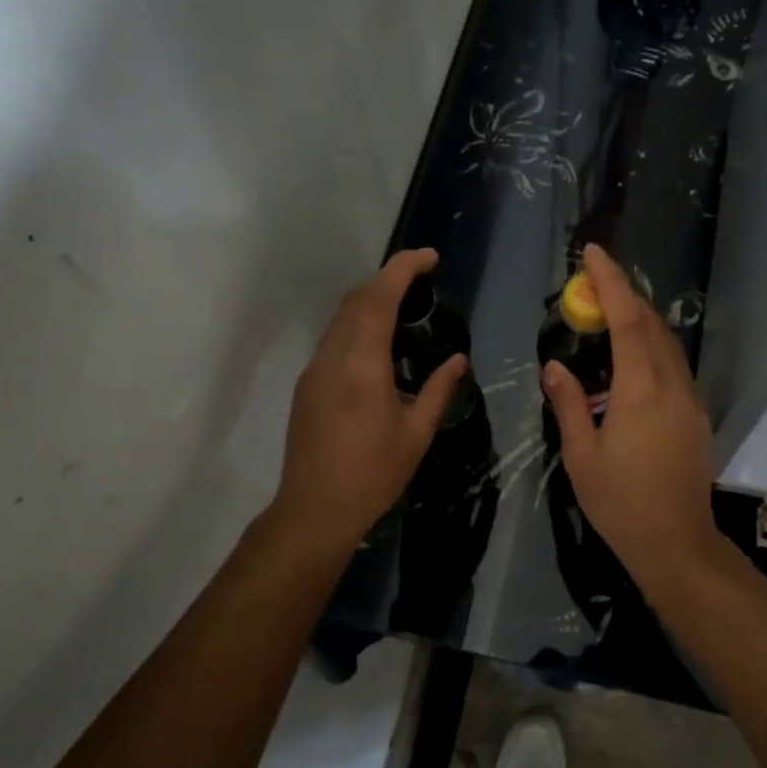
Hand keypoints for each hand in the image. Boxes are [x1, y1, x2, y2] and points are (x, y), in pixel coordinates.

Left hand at [273, 249, 466, 553]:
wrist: (314, 510)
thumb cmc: (372, 474)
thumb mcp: (417, 433)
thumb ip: (439, 390)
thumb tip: (458, 360)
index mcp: (362, 365)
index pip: (379, 298)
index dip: (403, 268)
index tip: (430, 257)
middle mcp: (333, 357)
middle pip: (357, 299)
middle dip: (389, 277)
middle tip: (423, 276)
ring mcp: (315, 369)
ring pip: (342, 316)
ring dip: (372, 298)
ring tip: (406, 302)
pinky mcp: (308, 384)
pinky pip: (335, 337)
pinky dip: (359, 322)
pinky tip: (380, 340)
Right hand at [542, 244, 720, 580]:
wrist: (678, 544)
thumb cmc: (621, 504)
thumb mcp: (582, 457)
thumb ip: (569, 405)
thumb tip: (554, 367)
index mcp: (641, 391)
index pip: (628, 321)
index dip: (611, 283)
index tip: (593, 254)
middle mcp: (673, 385)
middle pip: (653, 324)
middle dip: (625, 294)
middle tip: (593, 280)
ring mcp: (691, 399)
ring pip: (668, 342)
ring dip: (640, 318)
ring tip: (608, 310)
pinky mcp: (697, 414)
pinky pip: (674, 363)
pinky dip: (651, 344)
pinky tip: (630, 355)